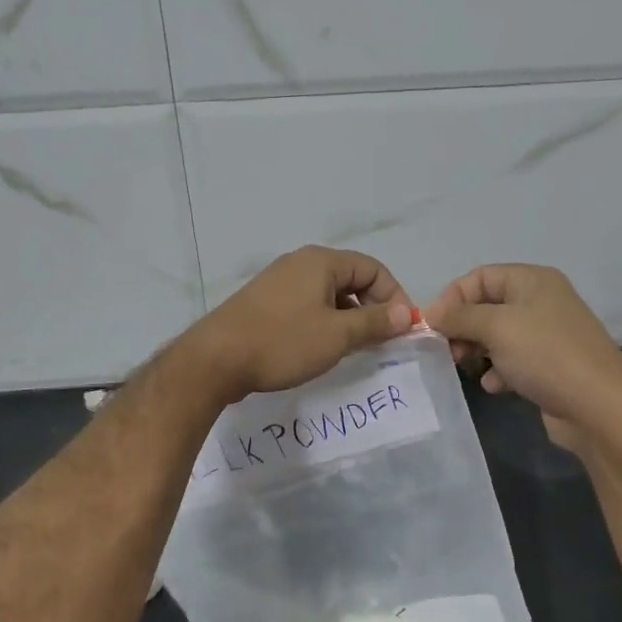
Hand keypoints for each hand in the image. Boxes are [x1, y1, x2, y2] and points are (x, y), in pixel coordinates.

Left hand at [187, 246, 417, 401]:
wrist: (216, 359)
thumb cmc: (282, 342)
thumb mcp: (336, 335)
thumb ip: (374, 322)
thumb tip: (405, 313)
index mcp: (321, 261)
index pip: (373, 269)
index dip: (394, 296)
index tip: (402, 329)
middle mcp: (300, 263)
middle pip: (351, 278)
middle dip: (372, 308)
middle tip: (381, 341)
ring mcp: (279, 281)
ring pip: (328, 294)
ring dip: (348, 317)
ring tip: (354, 348)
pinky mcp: (265, 302)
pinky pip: (307, 304)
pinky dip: (324, 321)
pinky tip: (321, 348)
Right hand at [423, 264, 621, 446]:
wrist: (601, 408)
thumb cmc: (547, 355)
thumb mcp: (497, 327)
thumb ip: (460, 316)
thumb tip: (431, 313)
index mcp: (532, 280)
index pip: (480, 277)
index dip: (453, 297)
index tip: (433, 326)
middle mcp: (540, 302)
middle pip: (486, 306)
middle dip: (463, 327)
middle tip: (449, 351)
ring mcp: (546, 335)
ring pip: (496, 335)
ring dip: (477, 350)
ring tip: (468, 368)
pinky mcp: (548, 366)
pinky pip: (511, 360)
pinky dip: (498, 370)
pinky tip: (495, 386)